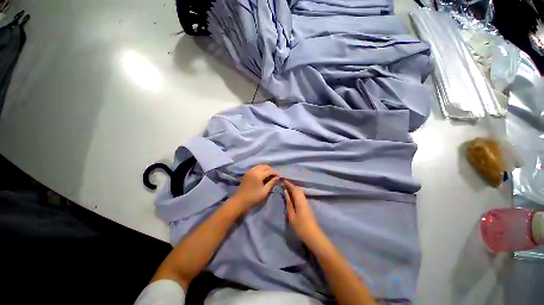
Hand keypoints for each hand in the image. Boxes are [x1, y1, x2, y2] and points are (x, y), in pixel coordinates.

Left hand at [232, 164, 279, 211]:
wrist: (240, 201)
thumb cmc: (253, 197)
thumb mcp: (265, 191)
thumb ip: (271, 183)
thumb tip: (277, 178)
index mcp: (258, 175)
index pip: (269, 171)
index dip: (275, 173)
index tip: (279, 177)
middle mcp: (254, 170)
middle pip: (265, 166)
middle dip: (271, 170)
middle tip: (275, 176)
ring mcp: (249, 171)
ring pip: (260, 166)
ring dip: (265, 169)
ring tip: (269, 175)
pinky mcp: (247, 173)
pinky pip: (255, 168)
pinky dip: (260, 169)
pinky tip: (263, 175)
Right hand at [284, 180, 322, 243]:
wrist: (313, 235)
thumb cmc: (301, 227)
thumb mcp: (292, 216)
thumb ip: (289, 204)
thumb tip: (285, 194)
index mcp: (300, 201)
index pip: (294, 189)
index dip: (288, 184)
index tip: (282, 180)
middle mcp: (304, 200)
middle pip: (298, 189)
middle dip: (290, 185)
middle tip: (283, 184)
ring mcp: (306, 203)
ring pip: (299, 192)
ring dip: (293, 189)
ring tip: (285, 189)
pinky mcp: (306, 206)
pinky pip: (300, 196)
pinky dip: (295, 193)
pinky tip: (291, 196)